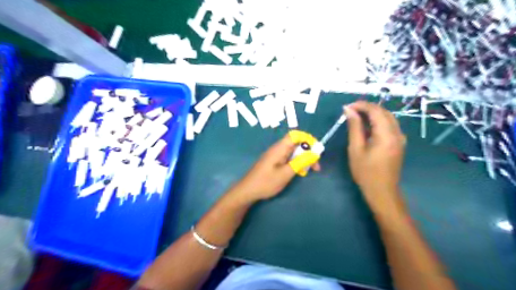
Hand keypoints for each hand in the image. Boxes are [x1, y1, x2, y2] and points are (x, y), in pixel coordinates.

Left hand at [236, 134, 321, 200]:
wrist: (247, 191)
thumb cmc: (266, 182)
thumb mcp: (285, 174)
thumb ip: (300, 162)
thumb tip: (314, 153)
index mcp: (279, 148)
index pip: (295, 135)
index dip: (307, 139)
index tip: (316, 151)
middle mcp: (277, 149)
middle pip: (296, 144)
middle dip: (308, 152)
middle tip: (315, 167)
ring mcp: (275, 155)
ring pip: (293, 152)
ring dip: (303, 159)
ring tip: (308, 171)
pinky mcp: (274, 162)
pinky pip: (288, 158)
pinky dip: (295, 163)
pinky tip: (298, 172)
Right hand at [344, 102, 404, 210]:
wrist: (382, 191)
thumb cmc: (365, 172)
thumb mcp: (356, 149)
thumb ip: (354, 127)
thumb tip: (349, 110)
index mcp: (387, 134)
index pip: (375, 110)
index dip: (361, 105)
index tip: (347, 107)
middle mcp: (397, 133)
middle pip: (383, 112)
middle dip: (367, 108)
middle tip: (350, 111)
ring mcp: (400, 138)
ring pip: (388, 117)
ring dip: (372, 114)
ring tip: (356, 117)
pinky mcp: (399, 143)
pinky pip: (389, 125)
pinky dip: (377, 122)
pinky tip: (367, 127)